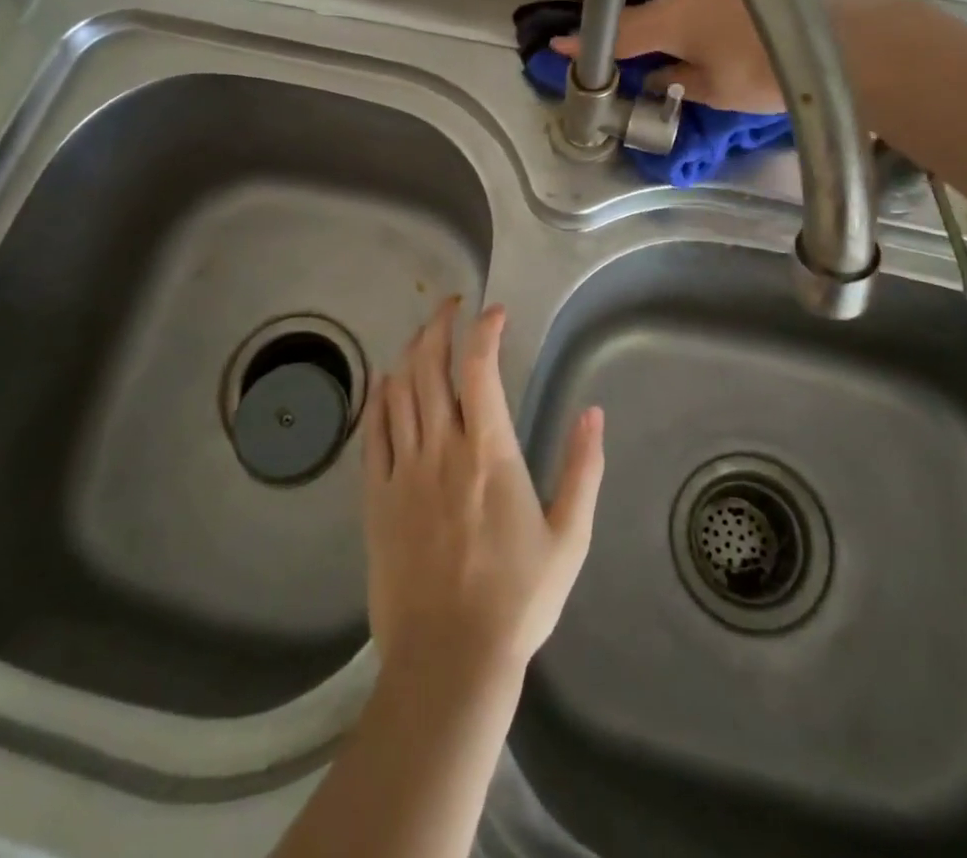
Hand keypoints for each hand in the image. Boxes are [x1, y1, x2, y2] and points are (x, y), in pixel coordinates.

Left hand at [362, 299, 604, 678]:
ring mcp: (402, 471)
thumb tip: (594, 412)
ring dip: (411, 352)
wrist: (448, 661)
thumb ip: (583, 468)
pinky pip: (373, 432)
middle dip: (440, 325)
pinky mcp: (376, 497)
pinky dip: (380, 398)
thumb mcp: (569, 537)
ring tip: (424, 333)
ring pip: (400, 391)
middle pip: (431, 366)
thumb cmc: (517, 599)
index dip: (484, 330)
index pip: (479, 368)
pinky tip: (387, 381)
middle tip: (451, 304)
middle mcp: (440, 449)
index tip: (495, 312)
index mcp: (488, 453)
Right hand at [551, 0, 785, 112]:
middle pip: (642, 17)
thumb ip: (674, 81)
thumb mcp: (712, 90)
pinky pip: (690, 9)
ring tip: (643, 58)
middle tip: (604, 60)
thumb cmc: (765, 73)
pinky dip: (678, 27)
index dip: (588, 43)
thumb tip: (655, 77)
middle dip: (621, 37)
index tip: (558, 47)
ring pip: (668, 11)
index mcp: (673, 19)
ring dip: (653, 32)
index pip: (619, 32)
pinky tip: (683, 45)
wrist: (838, 44)